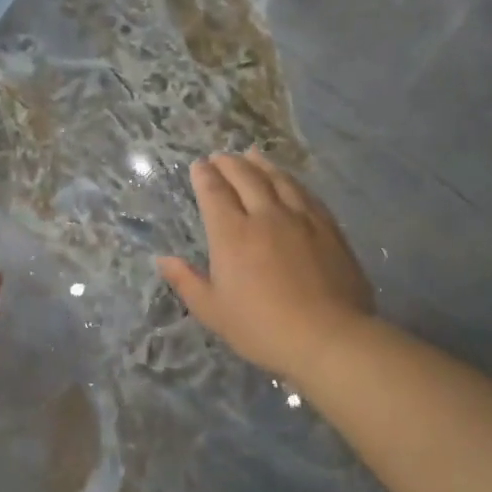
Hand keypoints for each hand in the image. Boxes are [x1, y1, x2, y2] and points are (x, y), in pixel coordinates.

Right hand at [158, 152, 374, 380]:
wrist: (328, 336)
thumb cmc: (261, 328)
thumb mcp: (213, 311)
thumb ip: (187, 282)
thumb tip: (163, 259)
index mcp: (232, 234)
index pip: (214, 193)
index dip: (204, 176)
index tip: (198, 165)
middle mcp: (265, 216)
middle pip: (246, 178)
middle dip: (230, 163)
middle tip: (220, 156)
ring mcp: (301, 219)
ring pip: (278, 180)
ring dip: (262, 164)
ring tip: (252, 154)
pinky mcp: (328, 228)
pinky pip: (306, 194)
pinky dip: (292, 181)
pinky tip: (290, 182)